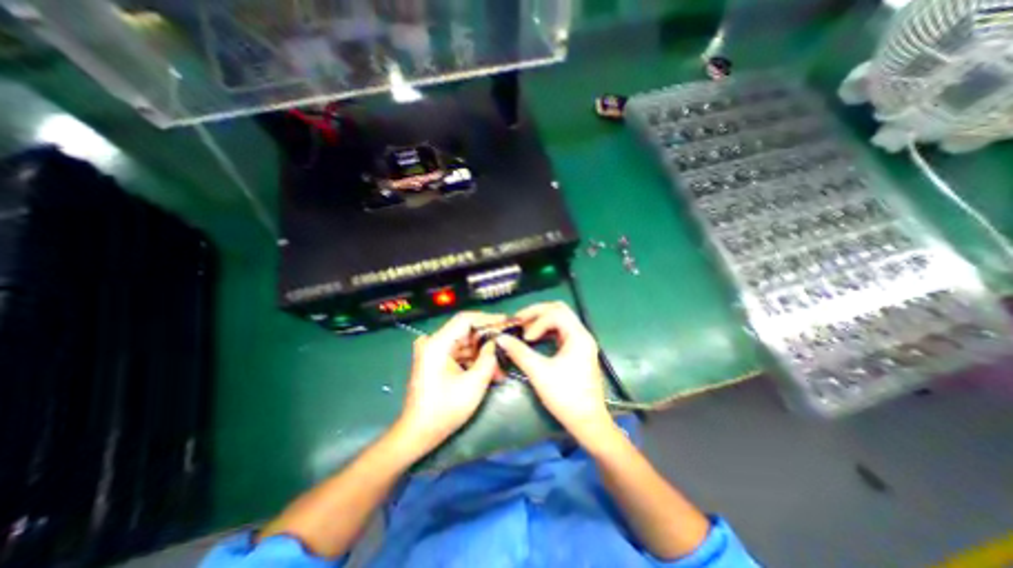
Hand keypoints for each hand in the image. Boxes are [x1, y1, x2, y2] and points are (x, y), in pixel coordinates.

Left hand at [397, 310, 503, 451]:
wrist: (418, 433)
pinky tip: (489, 371)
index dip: (488, 318)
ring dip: (482, 354)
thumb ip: (488, 358)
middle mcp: (433, 342)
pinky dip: (473, 360)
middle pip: (465, 331)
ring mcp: (433, 351)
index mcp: (437, 344)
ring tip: (501, 366)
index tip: (506, 322)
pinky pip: (459, 353)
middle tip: (507, 345)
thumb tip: (496, 342)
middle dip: (488, 340)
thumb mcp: (474, 383)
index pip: (465, 319)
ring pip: (464, 344)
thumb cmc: (445, 410)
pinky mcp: (435, 361)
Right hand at [498, 301, 612, 443]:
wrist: (587, 422)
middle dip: (537, 312)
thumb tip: (501, 338)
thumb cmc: (565, 396)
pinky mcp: (577, 350)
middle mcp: (582, 334)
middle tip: (519, 320)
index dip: (537, 321)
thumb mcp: (539, 373)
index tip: (525, 337)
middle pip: (559, 310)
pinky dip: (546, 330)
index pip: (556, 314)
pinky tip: (534, 338)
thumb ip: (519, 352)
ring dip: (541, 319)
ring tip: (524, 327)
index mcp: (578, 336)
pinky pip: (560, 331)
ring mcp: (580, 342)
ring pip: (560, 319)